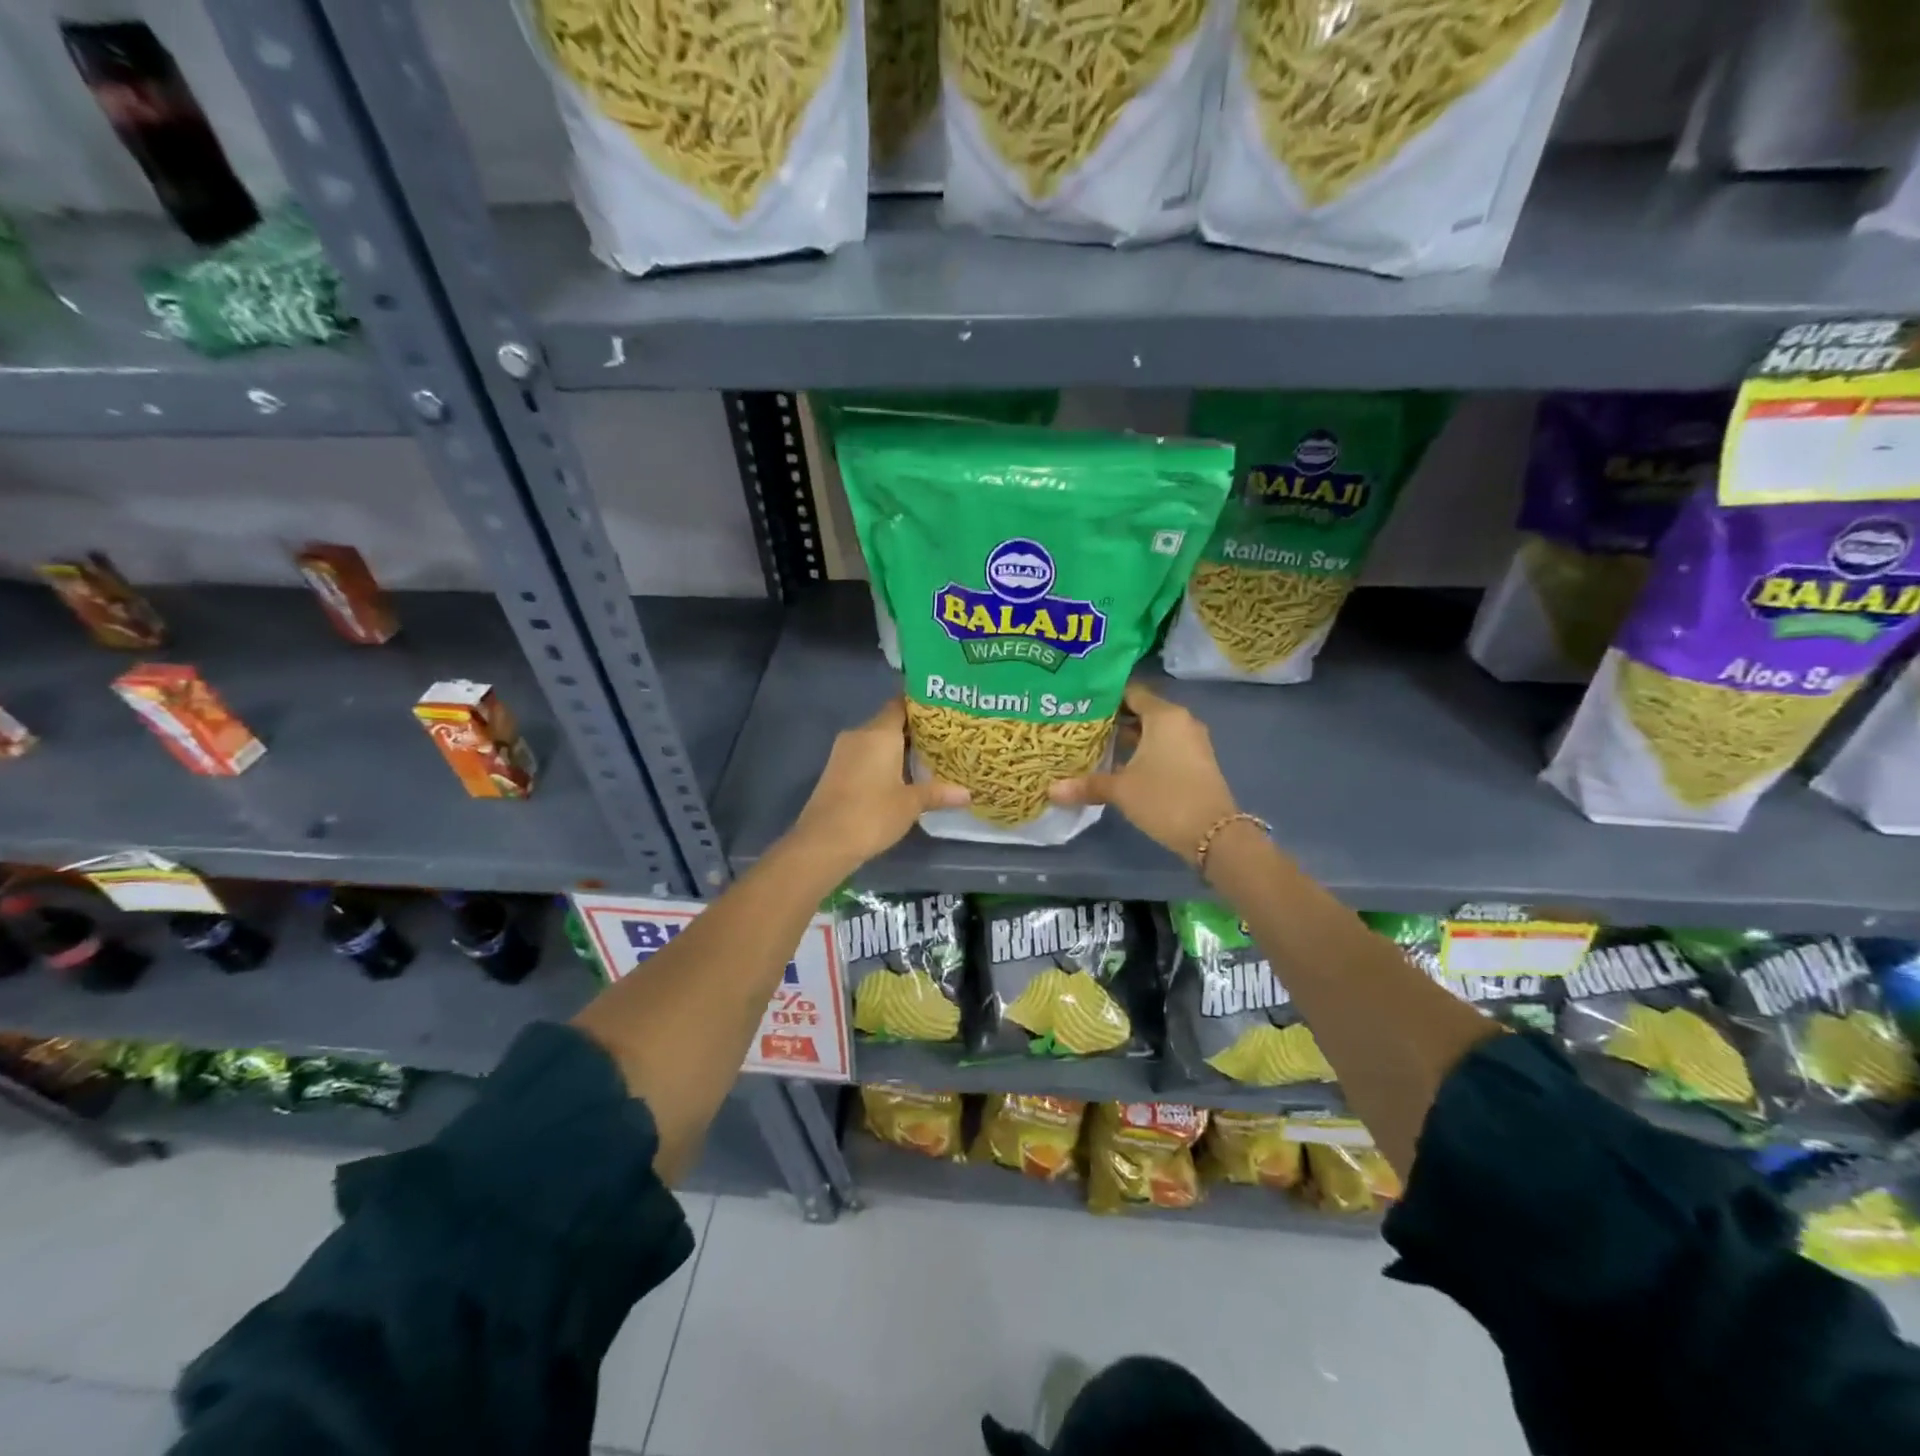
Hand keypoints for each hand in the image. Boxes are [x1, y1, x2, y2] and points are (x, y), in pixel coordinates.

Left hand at [786, 698, 968, 875]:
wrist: (823, 842)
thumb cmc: (871, 814)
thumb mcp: (911, 804)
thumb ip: (938, 793)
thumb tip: (968, 793)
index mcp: (879, 733)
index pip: (901, 704)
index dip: (922, 706)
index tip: (945, 711)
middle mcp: (860, 735)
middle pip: (890, 722)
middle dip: (915, 730)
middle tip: (945, 738)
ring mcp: (844, 752)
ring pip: (877, 740)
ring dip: (899, 747)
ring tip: (929, 757)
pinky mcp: (837, 770)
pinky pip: (866, 755)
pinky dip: (884, 760)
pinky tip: (903, 776)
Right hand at [1049, 681, 1237, 865]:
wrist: (1214, 834)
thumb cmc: (1164, 799)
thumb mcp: (1121, 790)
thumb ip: (1087, 785)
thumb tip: (1051, 790)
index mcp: (1164, 715)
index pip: (1131, 692)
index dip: (1105, 696)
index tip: (1080, 704)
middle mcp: (1181, 721)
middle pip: (1142, 710)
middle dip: (1113, 718)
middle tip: (1080, 724)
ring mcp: (1192, 742)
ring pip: (1154, 730)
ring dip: (1129, 737)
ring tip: (1095, 743)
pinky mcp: (1196, 762)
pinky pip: (1165, 746)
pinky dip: (1144, 750)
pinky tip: (1120, 764)